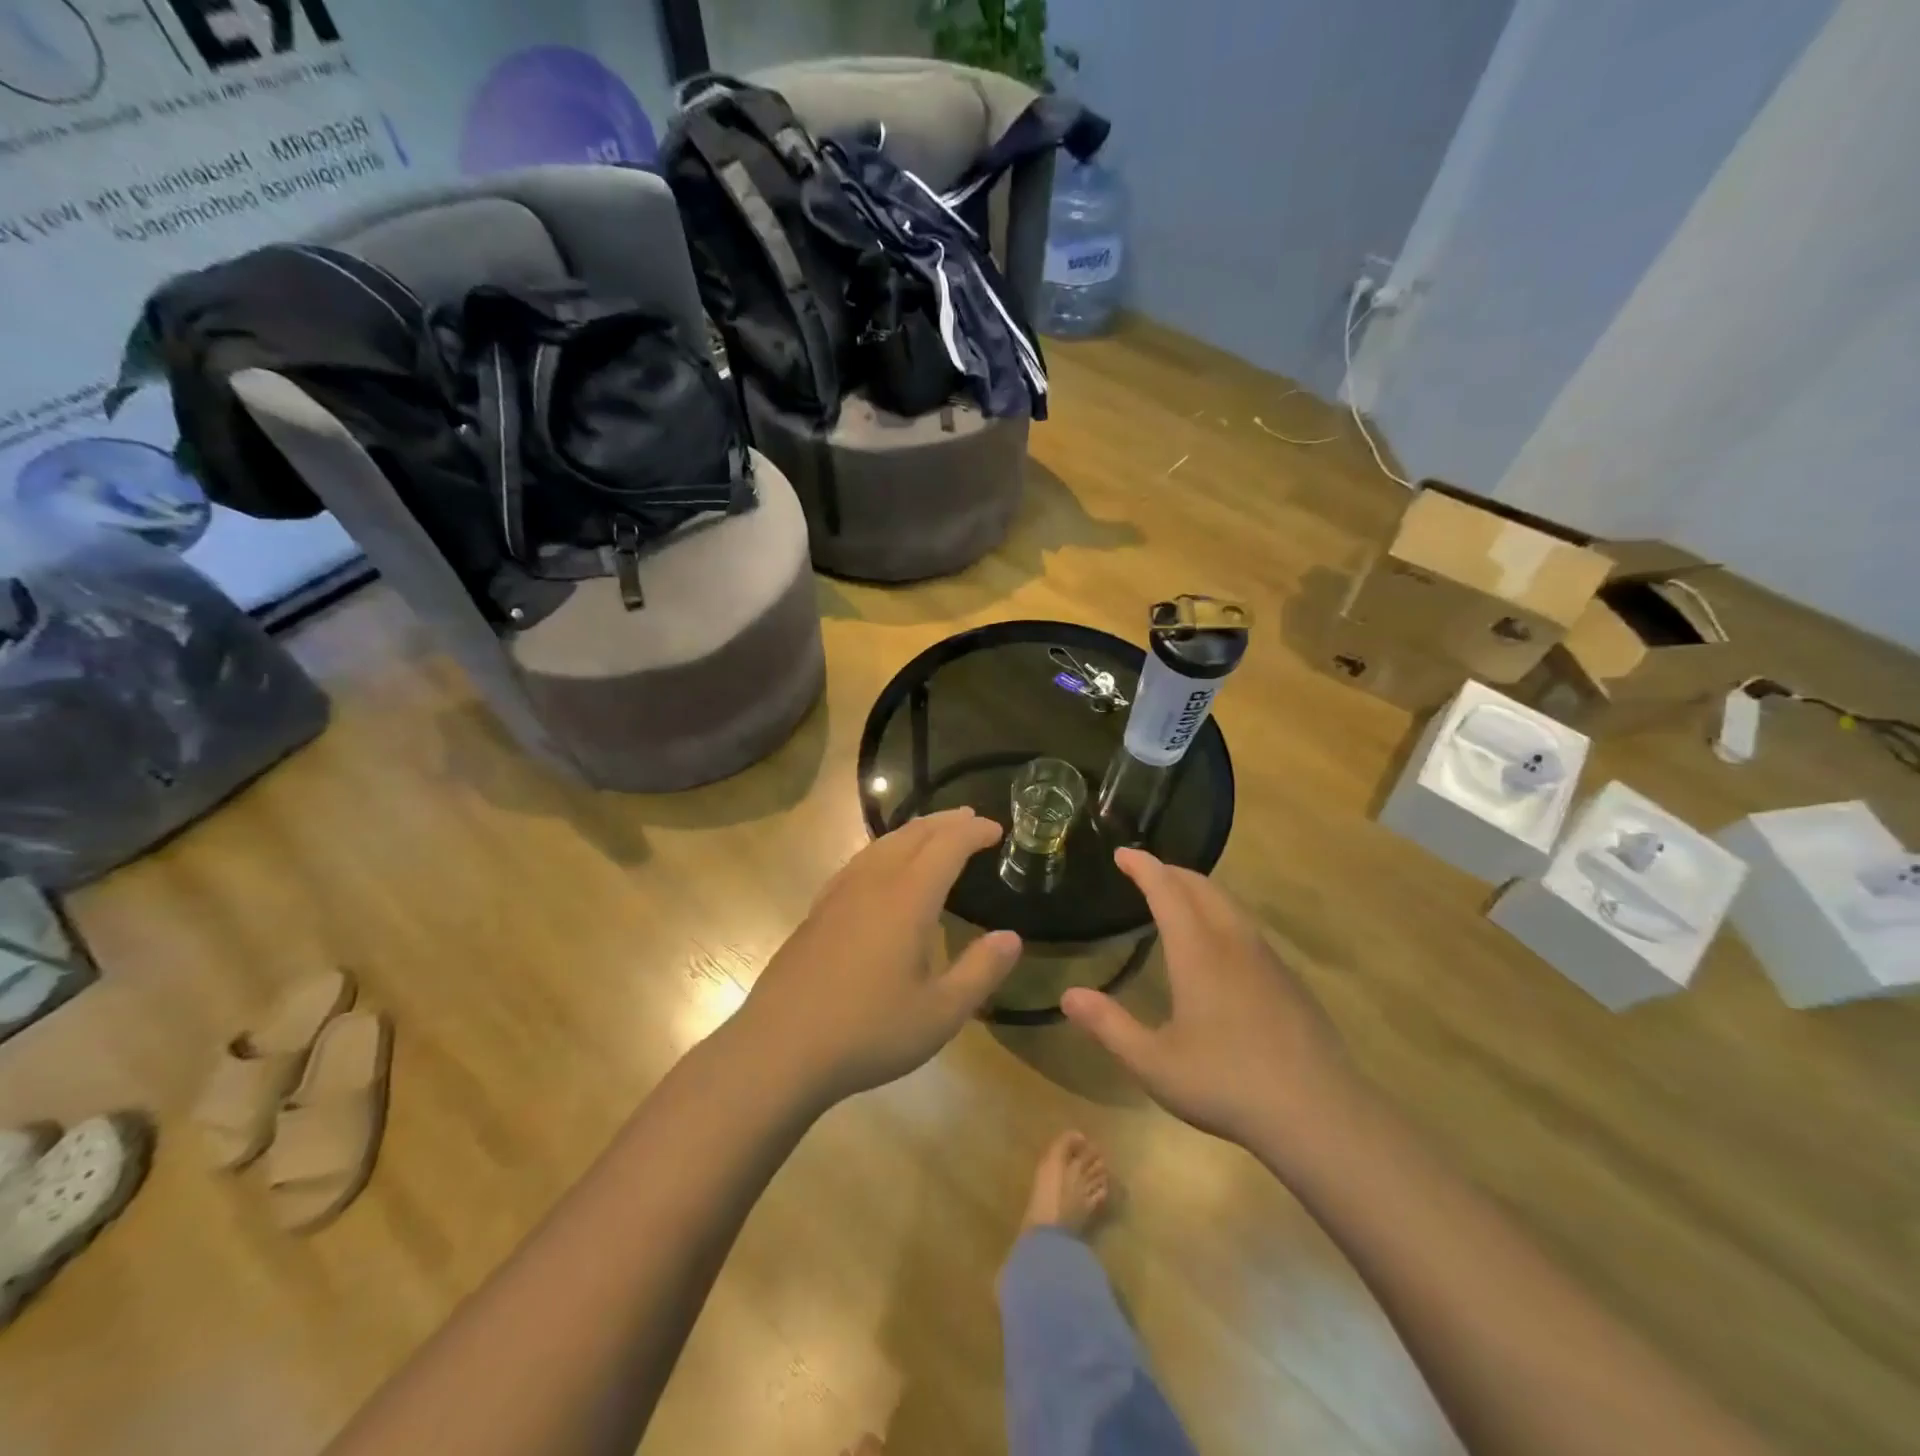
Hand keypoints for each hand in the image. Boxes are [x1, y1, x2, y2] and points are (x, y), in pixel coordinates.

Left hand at [737, 808, 1021, 1105]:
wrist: (780, 1048)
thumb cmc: (868, 1031)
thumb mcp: (940, 1013)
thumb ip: (980, 971)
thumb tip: (1011, 937)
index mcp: (907, 899)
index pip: (946, 846)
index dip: (974, 832)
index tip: (997, 830)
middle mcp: (872, 883)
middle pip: (912, 835)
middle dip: (945, 822)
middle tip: (970, 819)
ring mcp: (838, 895)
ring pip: (881, 844)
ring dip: (913, 831)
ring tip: (933, 832)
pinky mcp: (817, 911)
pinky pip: (859, 861)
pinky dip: (885, 849)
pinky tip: (882, 867)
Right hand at [1062, 849, 1354, 1151]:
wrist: (1318, 1113)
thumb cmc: (1226, 1083)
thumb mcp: (1153, 1063)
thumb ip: (1109, 1026)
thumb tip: (1068, 995)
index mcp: (1197, 951)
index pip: (1166, 890)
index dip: (1142, 867)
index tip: (1122, 853)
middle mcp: (1232, 942)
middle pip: (1201, 887)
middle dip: (1171, 871)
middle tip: (1145, 870)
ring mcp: (1266, 959)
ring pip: (1230, 904)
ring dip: (1200, 889)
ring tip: (1179, 896)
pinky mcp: (1288, 979)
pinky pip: (1248, 927)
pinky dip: (1222, 914)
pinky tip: (1221, 943)